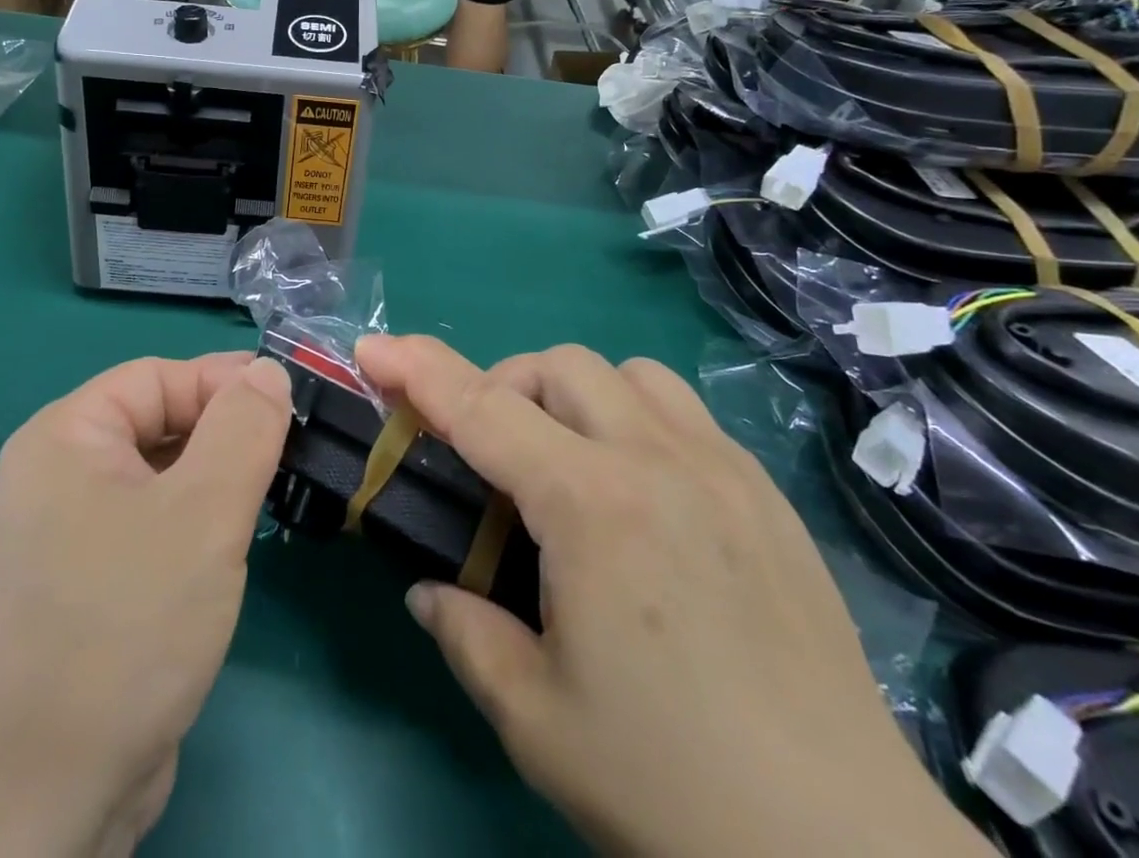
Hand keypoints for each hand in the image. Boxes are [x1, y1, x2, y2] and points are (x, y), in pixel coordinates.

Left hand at [0, 352, 291, 857]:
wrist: (36, 808)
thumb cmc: (124, 628)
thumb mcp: (203, 513)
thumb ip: (244, 428)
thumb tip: (267, 372)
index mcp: (63, 438)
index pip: (156, 378)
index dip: (223, 384)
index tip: (289, 406)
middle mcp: (52, 478)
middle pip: (154, 424)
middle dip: (222, 435)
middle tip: (287, 456)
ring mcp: (60, 540)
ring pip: (154, 480)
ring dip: (211, 483)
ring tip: (267, 499)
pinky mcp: (78, 592)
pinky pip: (145, 528)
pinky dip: (190, 527)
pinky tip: (227, 554)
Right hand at [355, 336, 991, 857]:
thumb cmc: (672, 790)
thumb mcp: (537, 720)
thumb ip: (467, 634)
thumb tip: (430, 590)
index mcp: (591, 506)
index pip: (481, 408)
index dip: (417, 369)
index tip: (372, 348)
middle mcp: (657, 461)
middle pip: (557, 367)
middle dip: (503, 389)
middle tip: (487, 456)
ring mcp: (723, 470)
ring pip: (627, 373)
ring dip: (575, 395)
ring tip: (566, 462)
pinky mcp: (767, 495)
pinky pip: (684, 412)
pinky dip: (636, 417)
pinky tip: (639, 492)